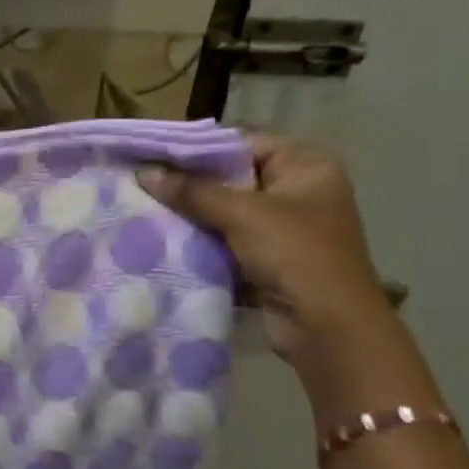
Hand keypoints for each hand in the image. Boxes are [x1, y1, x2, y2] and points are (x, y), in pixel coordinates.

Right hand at [138, 134, 391, 369]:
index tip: (153, 153)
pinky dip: (198, 240)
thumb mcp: (242, 214)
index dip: (198, 147)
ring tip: (143, 206)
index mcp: (305, 166)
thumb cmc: (296, 254)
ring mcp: (282, 226)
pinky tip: (162, 237)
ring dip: (190, 214)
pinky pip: (224, 239)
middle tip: (141, 180)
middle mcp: (297, 190)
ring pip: (223, 211)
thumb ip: (192, 191)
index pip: (242, 142)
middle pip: (230, 177)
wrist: (327, 326)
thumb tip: (143, 172)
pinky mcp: (266, 258)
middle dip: (188, 182)